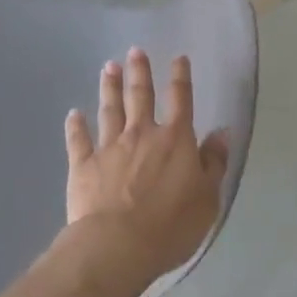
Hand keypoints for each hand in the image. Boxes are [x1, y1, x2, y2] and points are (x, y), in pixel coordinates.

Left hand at [64, 48, 228, 283]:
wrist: (118, 245)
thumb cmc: (171, 226)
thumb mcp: (208, 198)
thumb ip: (214, 163)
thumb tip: (222, 132)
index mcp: (175, 140)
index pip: (181, 100)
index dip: (180, 77)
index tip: (178, 58)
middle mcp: (142, 134)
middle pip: (140, 96)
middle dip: (139, 72)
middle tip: (135, 51)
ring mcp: (110, 147)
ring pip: (110, 110)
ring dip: (110, 87)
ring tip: (108, 67)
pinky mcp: (84, 164)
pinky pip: (79, 140)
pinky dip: (76, 126)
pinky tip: (73, 114)